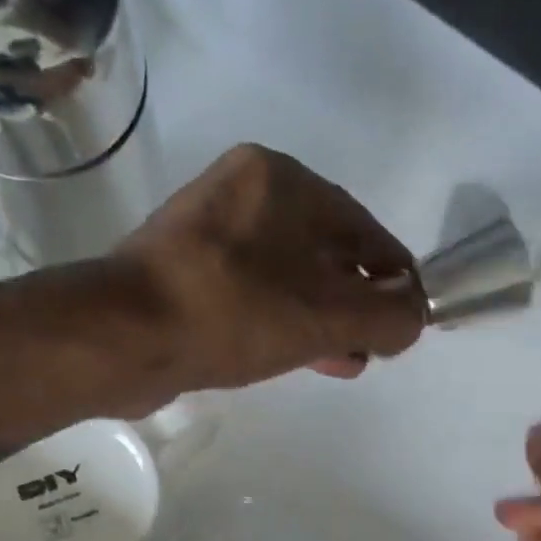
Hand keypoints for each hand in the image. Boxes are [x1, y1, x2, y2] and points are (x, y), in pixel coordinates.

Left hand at [98, 144, 423, 406]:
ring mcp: (211, 230)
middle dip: (358, 305)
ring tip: (343, 360)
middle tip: (373, 348)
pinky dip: (284, 322)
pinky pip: (256, 293)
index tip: (409, 323)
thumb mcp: (328, 317)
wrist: (125, 337)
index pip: (367, 231)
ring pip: (291, 277)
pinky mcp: (187, 269)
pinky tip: (299, 355)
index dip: (397, 280)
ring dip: (324, 319)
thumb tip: (415, 316)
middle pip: (328, 253)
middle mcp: (246, 192)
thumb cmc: (235, 313)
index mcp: (283, 180)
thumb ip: (388, 316)